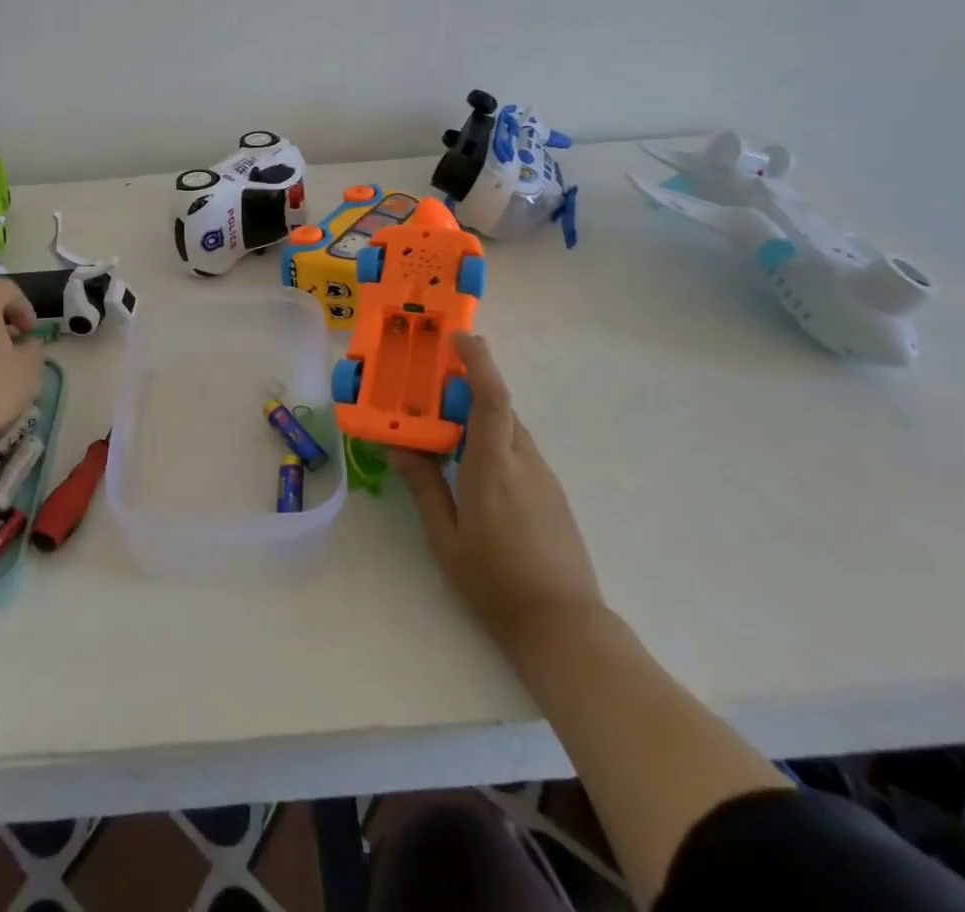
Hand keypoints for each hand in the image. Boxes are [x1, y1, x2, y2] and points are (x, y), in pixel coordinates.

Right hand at [392, 333, 604, 656]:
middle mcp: (524, 461)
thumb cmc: (494, 582)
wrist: (563, 625)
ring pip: (511, 429)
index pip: (491, 397)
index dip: (478, 361)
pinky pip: (521, 451)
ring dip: (483, 417)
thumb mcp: (445, 538)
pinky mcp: (554, 494)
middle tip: (436, 387)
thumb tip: (400, 448)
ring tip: (449, 430)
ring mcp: (545, 477)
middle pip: (500, 407)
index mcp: (493, 465)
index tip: (460, 338)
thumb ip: (424, 487)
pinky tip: (476, 468)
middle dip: (472, 387)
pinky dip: (496, 441)